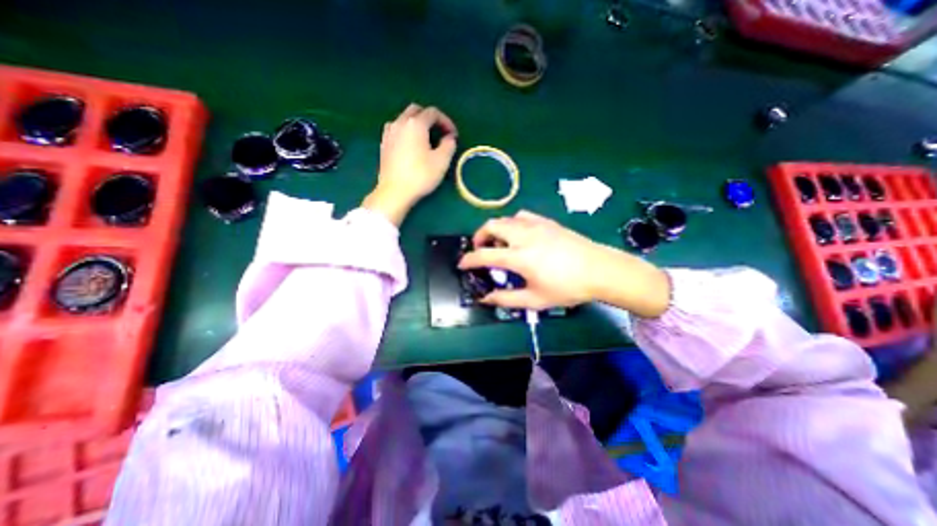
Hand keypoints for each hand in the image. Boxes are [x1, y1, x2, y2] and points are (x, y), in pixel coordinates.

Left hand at [362, 103, 458, 224]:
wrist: (394, 192)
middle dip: (430, 118)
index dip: (446, 122)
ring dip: (417, 124)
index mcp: (415, 124)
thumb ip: (448, 145)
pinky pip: (397, 130)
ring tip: (426, 139)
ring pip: (404, 119)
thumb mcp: (441, 162)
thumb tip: (449, 138)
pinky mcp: (383, 144)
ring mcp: (389, 133)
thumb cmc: (420, 176)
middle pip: (416, 110)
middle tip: (440, 133)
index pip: (433, 113)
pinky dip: (407, 132)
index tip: (453, 135)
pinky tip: (411, 145)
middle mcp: (400, 122)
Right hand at [455, 213, 668, 318]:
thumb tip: (485, 299)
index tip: (462, 264)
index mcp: (519, 256)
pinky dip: (512, 223)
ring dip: (495, 229)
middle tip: (480, 249)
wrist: (600, 270)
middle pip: (491, 226)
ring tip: (499, 242)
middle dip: (479, 236)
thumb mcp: (535, 300)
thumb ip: (506, 299)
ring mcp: (536, 225)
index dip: (469, 259)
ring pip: (506, 219)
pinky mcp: (547, 221)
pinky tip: (519, 234)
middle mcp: (523, 236)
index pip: (484, 254)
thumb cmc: (568, 288)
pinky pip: (522, 216)